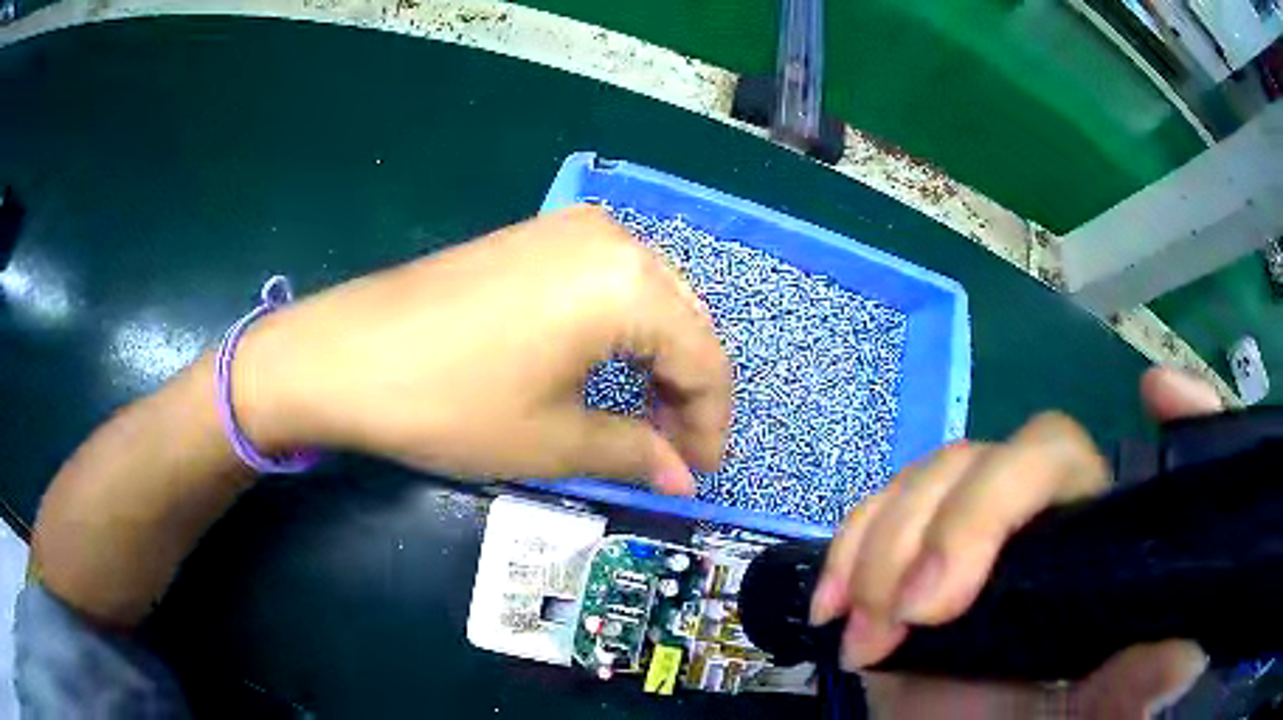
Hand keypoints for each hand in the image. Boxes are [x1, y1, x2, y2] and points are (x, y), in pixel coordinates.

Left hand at [237, 205, 731, 492]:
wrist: (345, 354)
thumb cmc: (452, 403)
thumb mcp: (552, 441)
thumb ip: (634, 453)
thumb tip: (683, 478)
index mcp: (628, 283)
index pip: (704, 359)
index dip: (710, 423)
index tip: (701, 473)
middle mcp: (612, 238)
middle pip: (684, 321)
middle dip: (688, 391)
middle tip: (673, 451)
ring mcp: (570, 229)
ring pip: (649, 298)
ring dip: (657, 359)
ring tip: (643, 417)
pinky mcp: (535, 236)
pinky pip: (608, 282)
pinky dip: (622, 330)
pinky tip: (606, 369)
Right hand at [809, 367, 1222, 718]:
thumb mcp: (1081, 719)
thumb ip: (1131, 689)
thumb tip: (1190, 655)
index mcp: (1095, 546)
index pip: (1124, 465)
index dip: (1161, 412)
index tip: (1154, 396)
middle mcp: (1042, 521)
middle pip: (1016, 456)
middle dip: (964, 523)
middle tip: (918, 612)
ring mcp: (969, 530)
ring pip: (938, 475)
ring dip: (889, 547)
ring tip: (870, 631)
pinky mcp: (906, 550)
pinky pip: (874, 510)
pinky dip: (847, 548)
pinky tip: (835, 605)